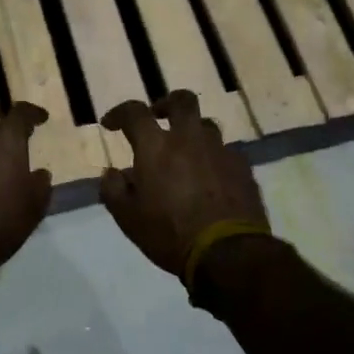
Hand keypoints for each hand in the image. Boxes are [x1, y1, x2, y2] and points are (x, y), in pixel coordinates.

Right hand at [99, 91, 268, 281]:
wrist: (228, 253)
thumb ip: (113, 190)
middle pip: (182, 101)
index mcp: (156, 147)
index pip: (134, 113)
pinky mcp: (242, 167)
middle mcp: (189, 139)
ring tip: (186, 153)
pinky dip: (213, 158)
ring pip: (206, 125)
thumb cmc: (169, 234)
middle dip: (166, 103)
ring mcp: (220, 150)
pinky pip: (225, 151)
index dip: (120, 113)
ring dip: (192, 132)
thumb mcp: (128, 219)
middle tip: (158, 117)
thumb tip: (110, 173)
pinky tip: (210, 177)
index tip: (111, 124)